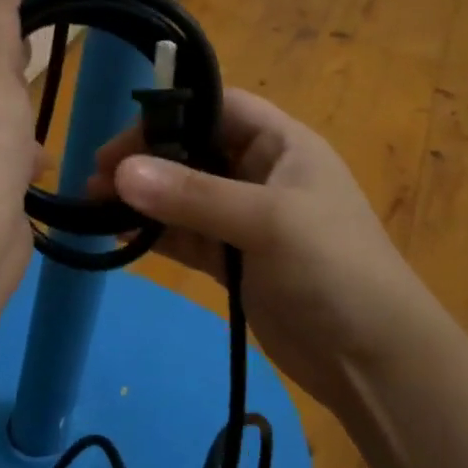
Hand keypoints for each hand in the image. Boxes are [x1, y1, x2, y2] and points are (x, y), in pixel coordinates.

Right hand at [91, 89, 452, 414]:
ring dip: (142, 198)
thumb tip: (119, 172)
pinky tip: (119, 234)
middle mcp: (261, 173)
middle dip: (146, 159)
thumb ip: (193, 196)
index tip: (123, 137)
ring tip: (93, 205)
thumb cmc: (333, 270)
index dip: (171, 112)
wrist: (374, 360)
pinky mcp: (233, 260)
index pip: (218, 107)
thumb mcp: (267, 222)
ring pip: (183, 195)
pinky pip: (185, 234)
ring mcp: (245, 219)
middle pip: (193, 150)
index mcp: (282, 145)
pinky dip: (154, 233)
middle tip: (97, 177)